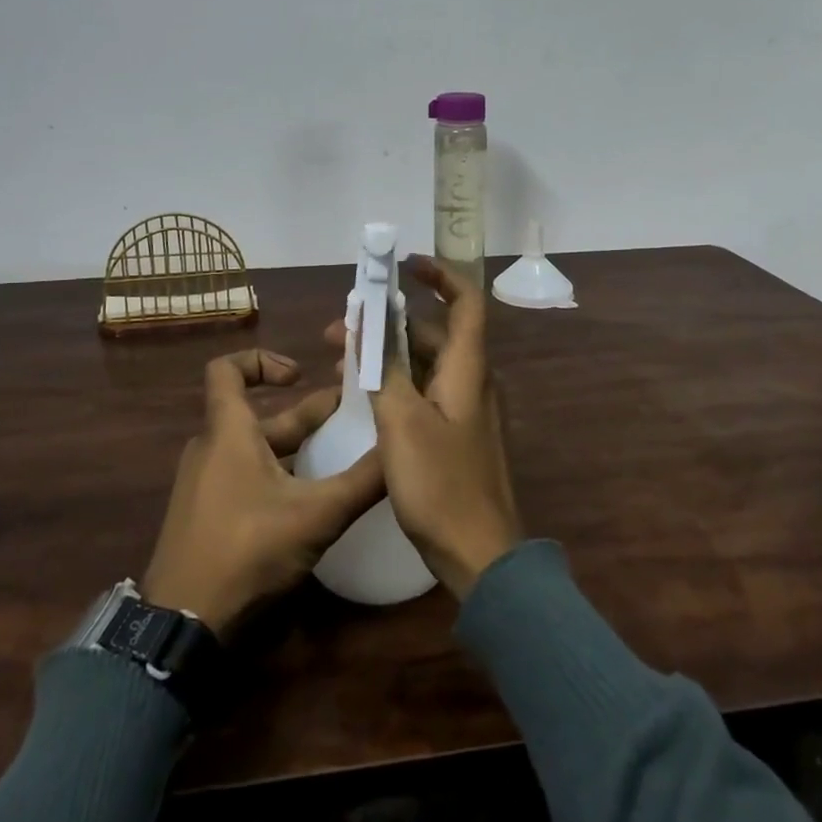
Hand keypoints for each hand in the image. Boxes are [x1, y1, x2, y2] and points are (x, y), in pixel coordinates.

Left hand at [142, 349, 384, 639]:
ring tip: (339, 458)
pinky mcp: (205, 516)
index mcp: (228, 432)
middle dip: (305, 415)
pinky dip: (277, 477)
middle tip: (350, 418)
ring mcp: (205, 485)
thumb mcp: (315, 515)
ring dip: (295, 449)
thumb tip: (402, 448)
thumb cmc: (246, 549)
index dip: (262, 360)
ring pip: (254, 450)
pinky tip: (310, 502)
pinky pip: (243, 478)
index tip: (301, 375)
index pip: (226, 369)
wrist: (182, 625)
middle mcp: (212, 449)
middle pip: (257, 416)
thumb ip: (362, 482)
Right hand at [360, 258, 522, 598]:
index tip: (403, 266)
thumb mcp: (401, 422)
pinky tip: (362, 397)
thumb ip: (382, 369)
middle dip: (388, 322)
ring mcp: (466, 410)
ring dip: (386, 355)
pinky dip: (396, 383)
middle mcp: (471, 381)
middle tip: (341, 328)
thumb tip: (364, 324)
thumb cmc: (441, 483)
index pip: (465, 301)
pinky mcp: (456, 435)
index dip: (439, 275)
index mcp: (467, 368)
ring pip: (425, 364)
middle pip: (434, 333)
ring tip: (340, 362)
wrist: (480, 555)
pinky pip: (425, 392)